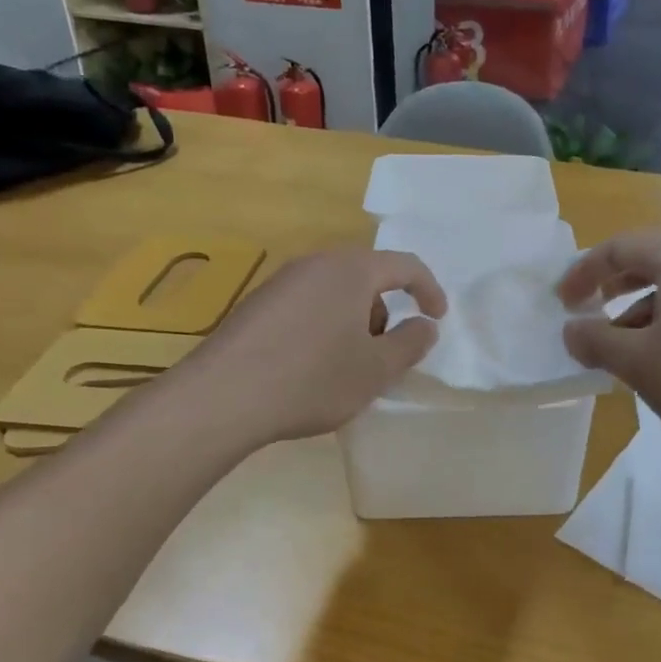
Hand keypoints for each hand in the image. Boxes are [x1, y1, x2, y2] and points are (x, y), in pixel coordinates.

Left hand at [173, 248, 446, 445]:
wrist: (223, 397)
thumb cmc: (313, 378)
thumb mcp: (376, 369)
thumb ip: (411, 343)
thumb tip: (425, 326)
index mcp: (351, 270)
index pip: (405, 265)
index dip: (429, 290)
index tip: (437, 319)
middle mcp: (315, 264)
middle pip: (367, 277)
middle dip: (386, 312)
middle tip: (386, 353)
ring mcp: (281, 282)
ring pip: (335, 293)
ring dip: (354, 322)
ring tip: (347, 366)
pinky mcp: (256, 305)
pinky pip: (306, 306)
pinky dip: (324, 327)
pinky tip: (309, 367)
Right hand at [558, 232, 660, 450]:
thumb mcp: (638, 362)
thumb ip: (595, 340)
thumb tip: (572, 329)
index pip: (617, 248)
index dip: (582, 272)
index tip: (561, 303)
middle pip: (648, 261)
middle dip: (611, 287)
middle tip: (587, 313)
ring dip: (638, 312)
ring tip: (621, 351)